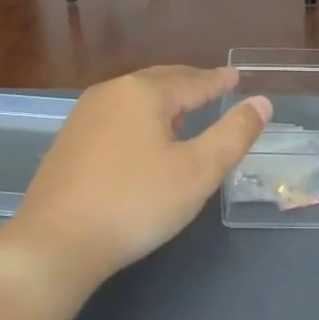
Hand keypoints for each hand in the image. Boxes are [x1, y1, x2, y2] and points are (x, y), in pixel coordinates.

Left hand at [4, 66, 270, 286]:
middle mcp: (109, 94)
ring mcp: (83, 118)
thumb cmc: (137, 203)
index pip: (192, 81)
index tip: (236, 77)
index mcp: (143, 93)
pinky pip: (116, 118)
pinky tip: (144, 139)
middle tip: (213, 87)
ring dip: (163, 102)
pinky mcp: (68, 144)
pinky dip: (140, 119)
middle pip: (159, 82)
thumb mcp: (198, 171)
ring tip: (184, 111)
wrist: (57, 242)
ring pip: (134, 100)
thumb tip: (261, 102)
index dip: (218, 81)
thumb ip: (234, 134)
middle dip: (189, 84)